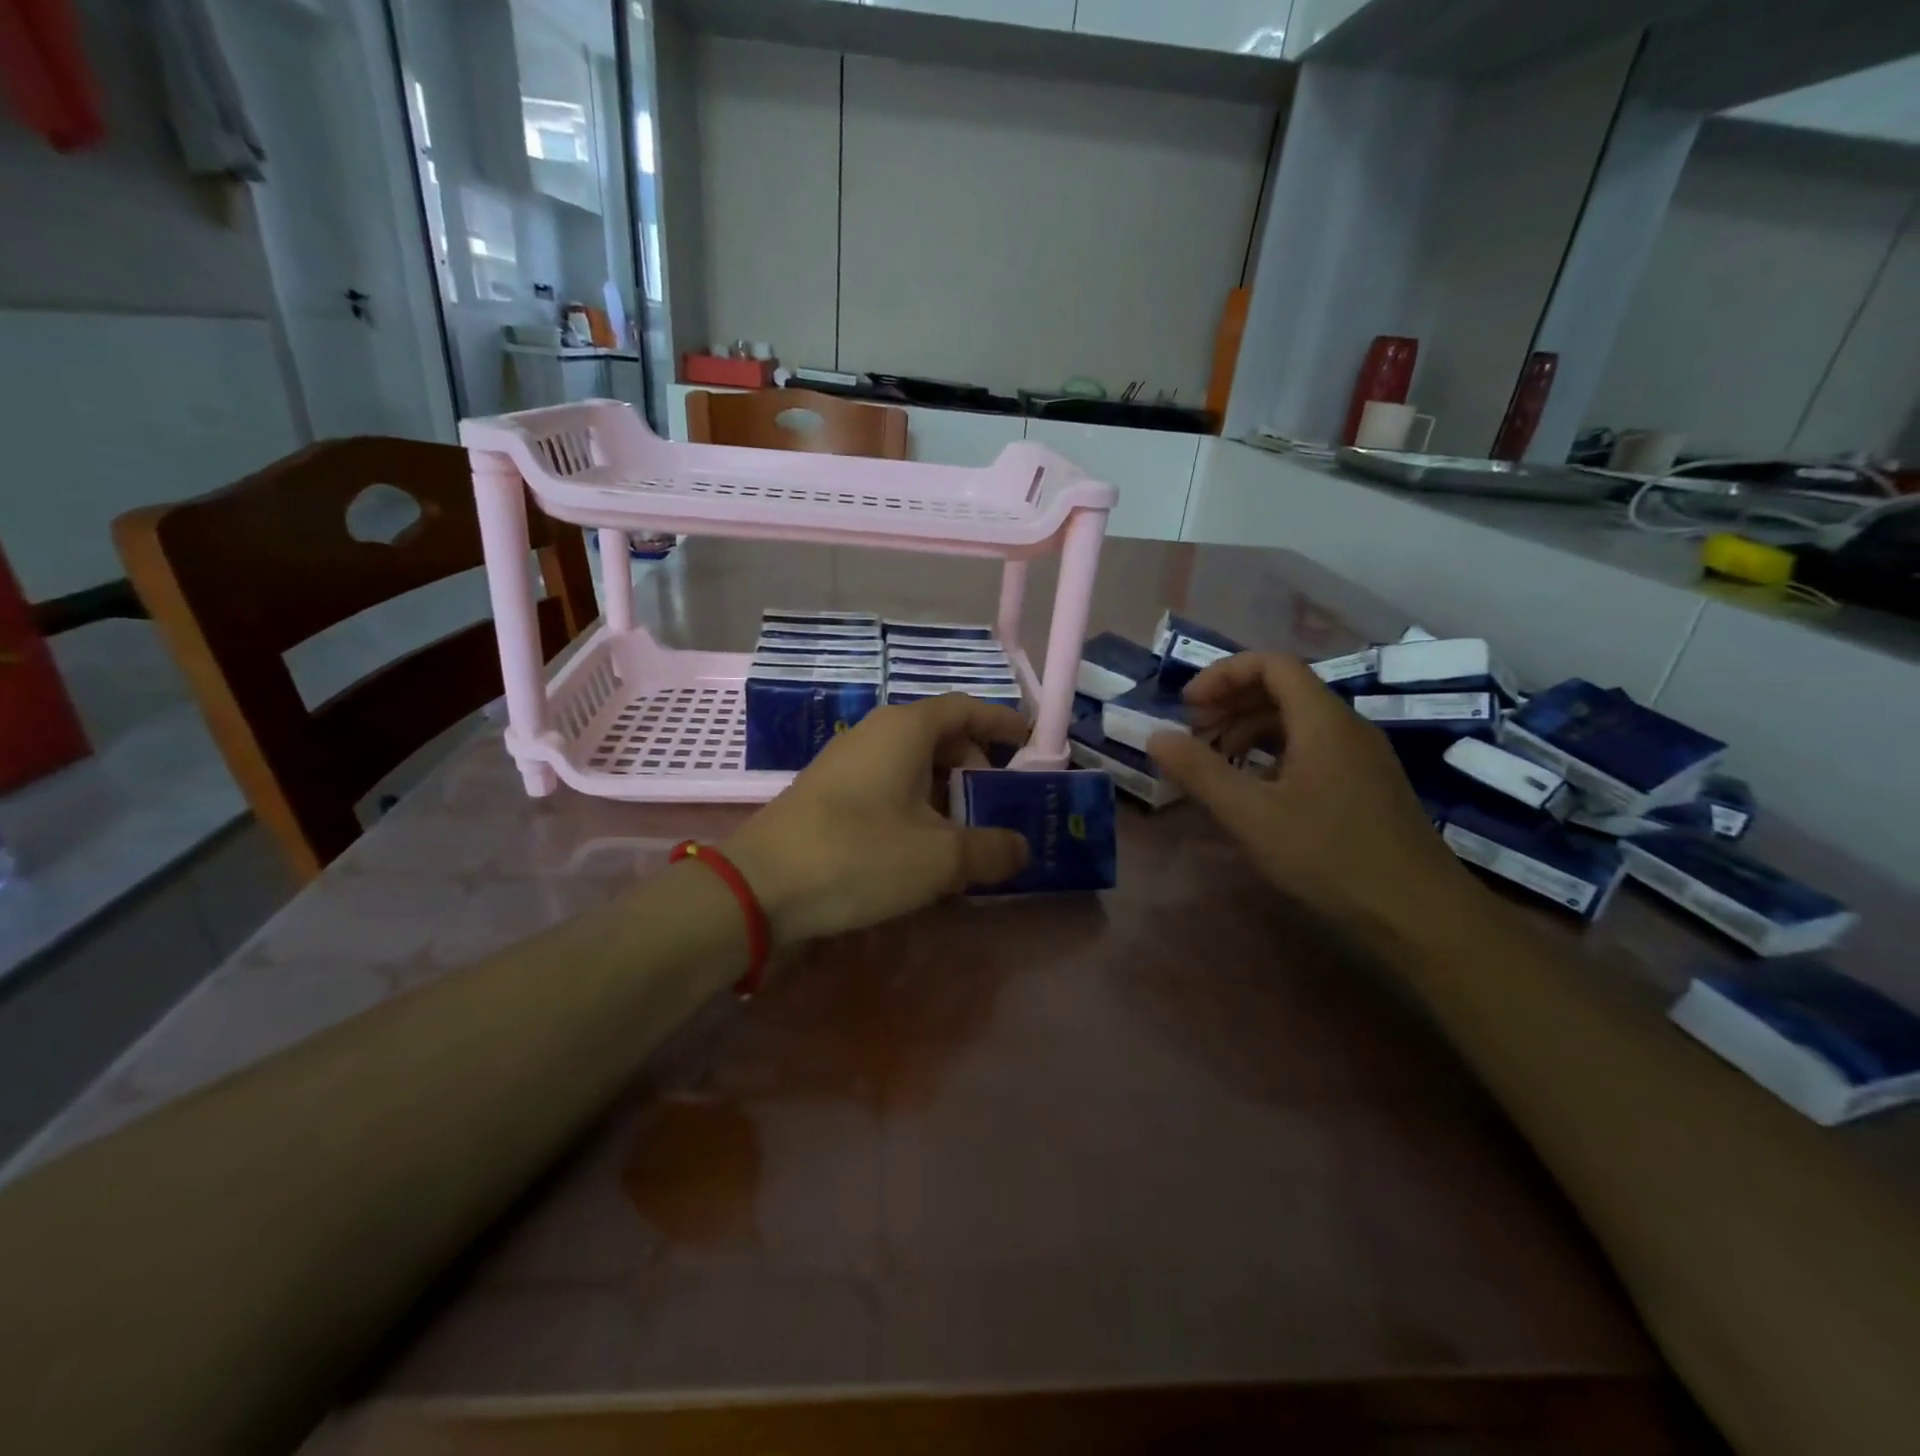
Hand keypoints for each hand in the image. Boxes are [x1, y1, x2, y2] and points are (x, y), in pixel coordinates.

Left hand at [723, 695, 1031, 946]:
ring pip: (912, 766)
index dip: (1001, 723)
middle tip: (998, 806)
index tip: (1029, 743)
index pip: (966, 709)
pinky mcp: (827, 793)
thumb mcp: (940, 859)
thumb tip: (1021, 849)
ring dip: (944, 795)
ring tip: (965, 837)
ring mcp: (846, 763)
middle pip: (940, 738)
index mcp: (906, 729)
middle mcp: (875, 734)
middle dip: (975, 768)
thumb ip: (991, 850)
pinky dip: (914, 808)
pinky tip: (920, 850)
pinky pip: (886, 788)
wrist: (759, 887)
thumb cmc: (860, 855)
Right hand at [1147, 652, 1480, 943]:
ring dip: (1251, 729)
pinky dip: (1274, 754)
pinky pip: (1313, 748)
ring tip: (1217, 762)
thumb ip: (1199, 770)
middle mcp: (1347, 726)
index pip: (1271, 664)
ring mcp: (1362, 756)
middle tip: (1194, 733)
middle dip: (1231, 702)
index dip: (1223, 675)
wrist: (1419, 913)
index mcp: (1322, 720)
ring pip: (1298, 721)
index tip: (1187, 706)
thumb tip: (1155, 736)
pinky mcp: (1367, 784)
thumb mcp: (1250, 814)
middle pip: (1284, 688)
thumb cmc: (1328, 855)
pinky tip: (1256, 790)